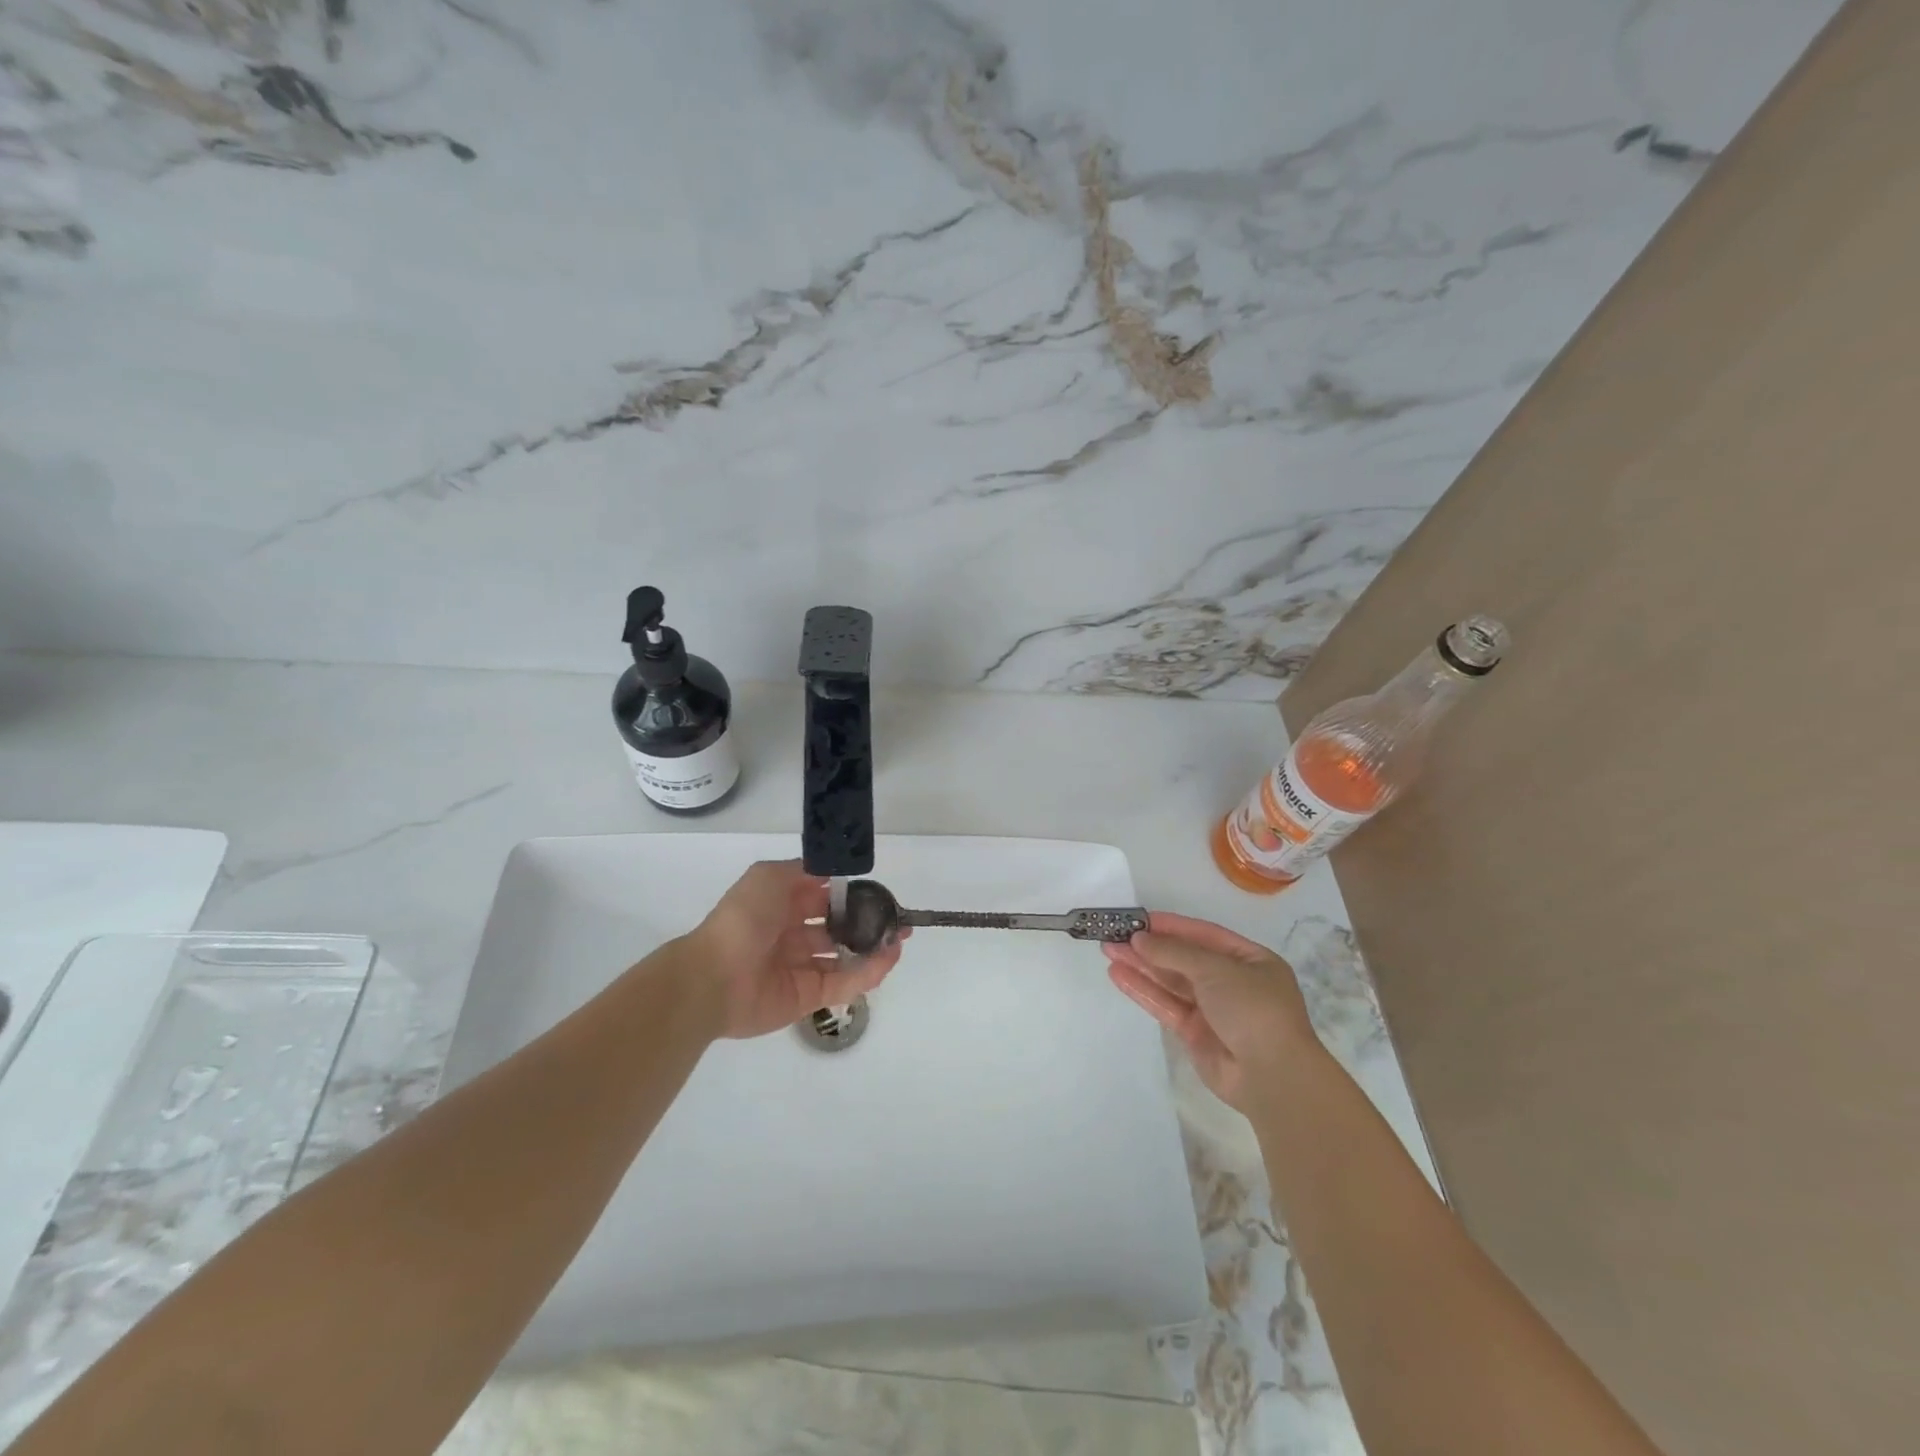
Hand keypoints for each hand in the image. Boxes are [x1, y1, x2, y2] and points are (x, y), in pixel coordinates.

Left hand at [684, 861, 905, 1039]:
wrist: (715, 977)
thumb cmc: (743, 919)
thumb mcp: (769, 876)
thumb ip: (803, 870)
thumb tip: (833, 872)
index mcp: (781, 906)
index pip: (824, 898)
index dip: (850, 894)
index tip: (877, 892)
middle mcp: (792, 936)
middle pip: (837, 929)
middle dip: (867, 923)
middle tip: (896, 920)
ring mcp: (801, 968)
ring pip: (844, 958)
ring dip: (872, 948)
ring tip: (898, 940)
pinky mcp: (808, 997)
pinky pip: (843, 984)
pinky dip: (867, 973)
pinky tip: (888, 959)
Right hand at [1101, 912, 1316, 1110]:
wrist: (1272, 1076)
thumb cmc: (1253, 1009)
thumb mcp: (1217, 970)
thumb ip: (1174, 952)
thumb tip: (1139, 939)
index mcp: (1250, 961)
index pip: (1204, 935)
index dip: (1171, 926)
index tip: (1138, 920)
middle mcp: (1232, 982)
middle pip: (1184, 958)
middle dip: (1150, 947)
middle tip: (1115, 934)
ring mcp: (1213, 1010)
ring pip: (1171, 982)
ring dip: (1141, 966)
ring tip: (1108, 950)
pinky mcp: (1195, 1034)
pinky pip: (1166, 1005)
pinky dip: (1143, 990)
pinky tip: (1118, 976)